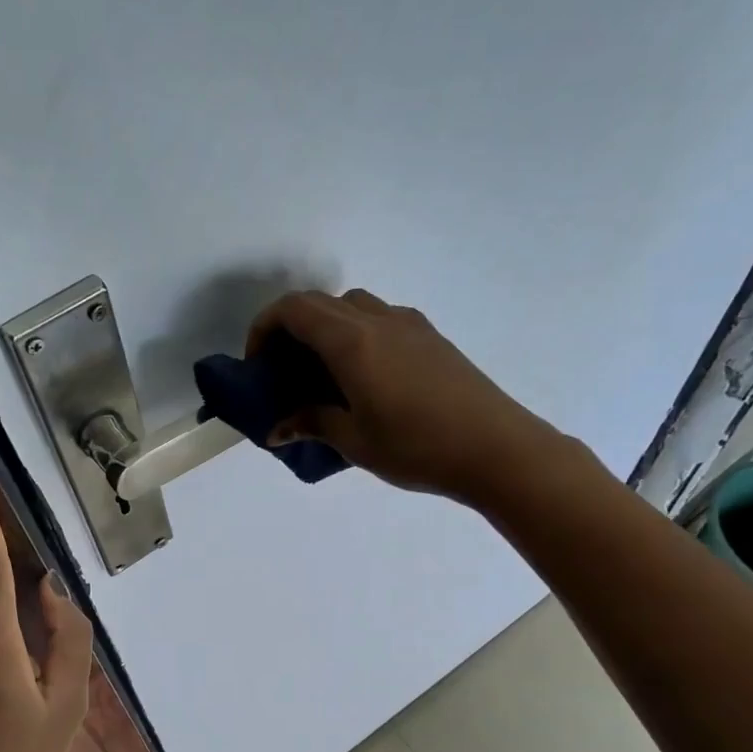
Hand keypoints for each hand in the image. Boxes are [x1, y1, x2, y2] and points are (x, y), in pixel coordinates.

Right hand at [247, 289, 559, 501]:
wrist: (496, 448)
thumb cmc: (416, 447)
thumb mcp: (355, 441)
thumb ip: (312, 424)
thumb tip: (278, 429)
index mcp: (352, 341)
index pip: (294, 310)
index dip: (264, 328)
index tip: (257, 365)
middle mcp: (378, 320)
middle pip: (320, 303)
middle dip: (291, 329)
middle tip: (284, 372)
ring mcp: (409, 324)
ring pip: (352, 307)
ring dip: (326, 329)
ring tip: (322, 375)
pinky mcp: (431, 337)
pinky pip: (380, 320)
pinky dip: (356, 335)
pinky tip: (363, 378)